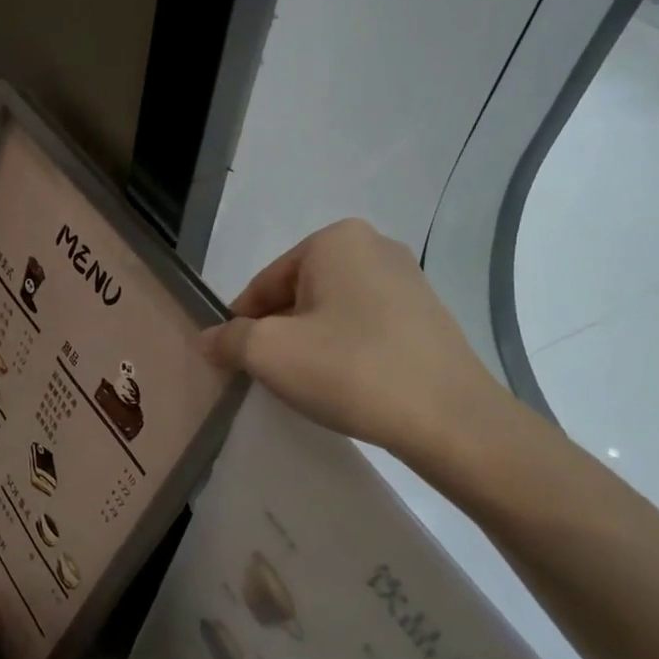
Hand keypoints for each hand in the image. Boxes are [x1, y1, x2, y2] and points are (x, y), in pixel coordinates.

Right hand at [199, 219, 512, 474]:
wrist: (449, 418)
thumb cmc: (349, 370)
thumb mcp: (269, 353)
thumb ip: (228, 340)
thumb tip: (208, 340)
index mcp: (335, 240)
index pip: (264, 283)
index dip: (242, 325)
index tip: (236, 362)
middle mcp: (374, 246)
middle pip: (298, 294)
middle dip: (278, 333)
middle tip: (271, 376)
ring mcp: (408, 279)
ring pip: (332, 311)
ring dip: (310, 343)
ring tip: (310, 383)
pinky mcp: (427, 314)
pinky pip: (365, 325)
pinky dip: (345, 349)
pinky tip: (347, 383)